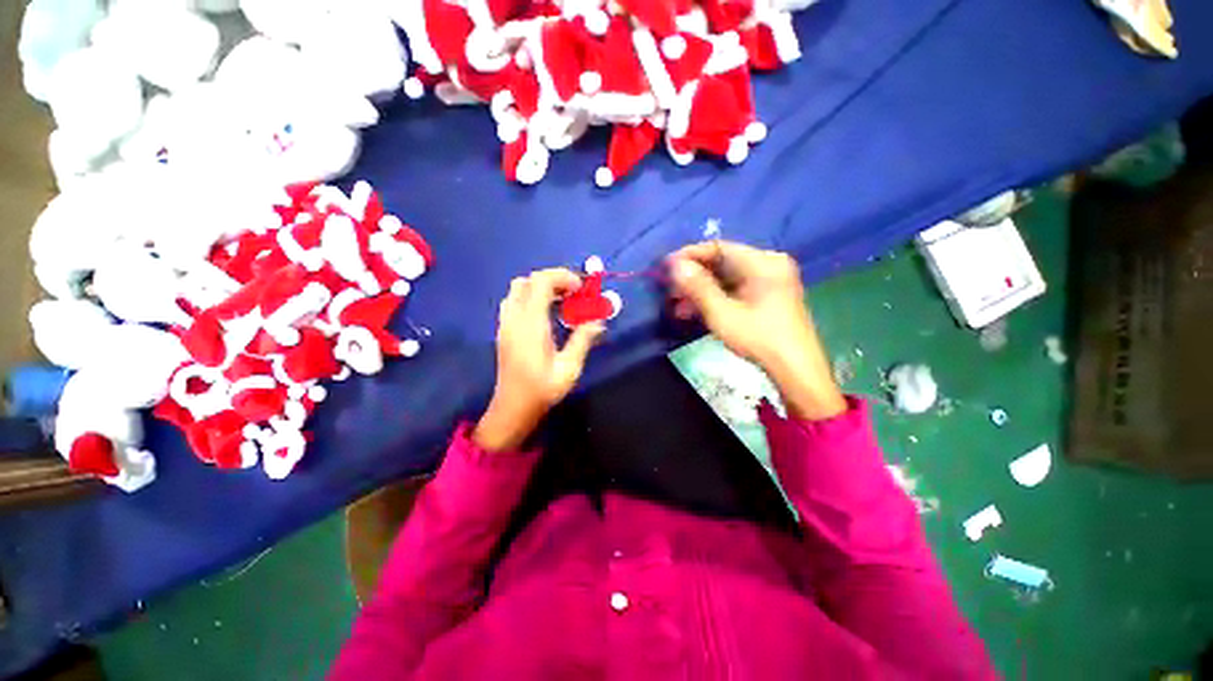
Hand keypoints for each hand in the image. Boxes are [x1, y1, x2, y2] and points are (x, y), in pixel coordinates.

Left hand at [474, 269, 605, 451]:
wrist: (513, 408)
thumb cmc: (542, 389)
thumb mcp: (569, 368)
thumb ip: (583, 340)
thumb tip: (598, 321)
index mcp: (531, 324)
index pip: (541, 282)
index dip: (562, 277)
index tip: (580, 288)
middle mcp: (514, 318)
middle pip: (528, 280)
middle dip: (552, 280)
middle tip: (573, 293)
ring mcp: (505, 324)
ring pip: (517, 289)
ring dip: (539, 287)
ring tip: (560, 302)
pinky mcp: (503, 331)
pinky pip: (514, 301)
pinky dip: (530, 297)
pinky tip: (545, 315)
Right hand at [668, 241, 845, 419]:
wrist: (796, 369)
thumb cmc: (759, 338)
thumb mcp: (722, 313)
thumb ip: (698, 287)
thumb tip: (676, 265)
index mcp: (763, 262)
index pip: (719, 247)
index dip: (690, 256)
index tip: (666, 268)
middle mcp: (769, 264)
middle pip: (722, 262)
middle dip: (694, 278)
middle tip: (671, 293)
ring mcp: (770, 280)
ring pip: (726, 278)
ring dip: (701, 291)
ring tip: (679, 308)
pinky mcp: (768, 295)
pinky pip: (735, 289)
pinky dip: (716, 298)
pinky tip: (697, 312)